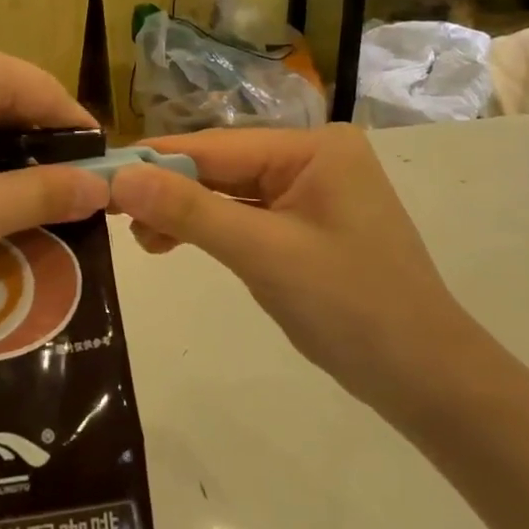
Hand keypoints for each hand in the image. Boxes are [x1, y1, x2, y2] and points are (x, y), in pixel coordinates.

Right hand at [109, 125, 485, 421]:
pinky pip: (247, 216)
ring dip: (185, 214)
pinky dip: (211, 231)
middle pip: (222, 167)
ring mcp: (312, 192)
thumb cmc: (351, 307)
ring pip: (229, 193)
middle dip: (170, 192)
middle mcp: (312, 158)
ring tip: (143, 242)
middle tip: (114, 217)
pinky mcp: (307, 225)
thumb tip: (120, 176)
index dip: (156, 161)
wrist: (429, 383)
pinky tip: (175, 244)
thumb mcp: (263, 254)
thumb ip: (189, 211)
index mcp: (312, 147)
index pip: (217, 146)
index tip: (99, 175)